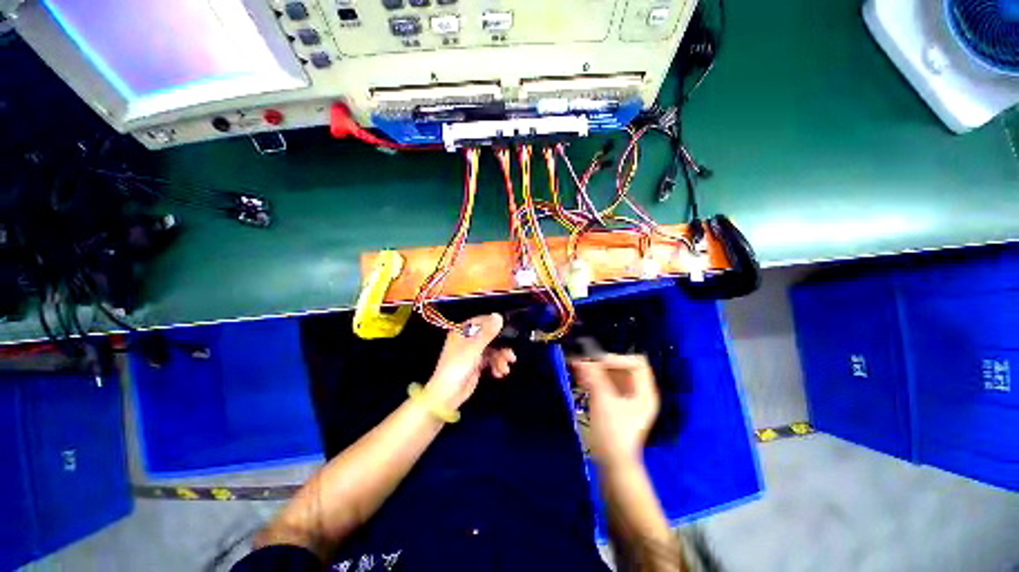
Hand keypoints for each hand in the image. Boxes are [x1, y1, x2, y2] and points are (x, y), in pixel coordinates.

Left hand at [425, 314, 515, 409]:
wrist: (448, 394)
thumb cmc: (458, 366)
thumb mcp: (473, 348)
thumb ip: (487, 332)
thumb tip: (499, 316)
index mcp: (462, 332)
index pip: (480, 321)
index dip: (493, 323)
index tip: (507, 326)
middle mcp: (468, 340)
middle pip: (489, 336)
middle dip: (501, 345)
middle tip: (511, 353)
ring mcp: (473, 353)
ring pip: (492, 349)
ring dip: (500, 358)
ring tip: (505, 368)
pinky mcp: (477, 365)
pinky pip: (491, 360)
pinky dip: (496, 366)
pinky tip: (499, 373)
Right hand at [571, 354, 658, 467]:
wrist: (613, 465)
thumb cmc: (612, 434)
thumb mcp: (603, 402)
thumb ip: (593, 377)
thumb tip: (582, 358)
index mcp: (645, 391)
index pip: (636, 362)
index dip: (617, 359)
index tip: (597, 363)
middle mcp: (640, 393)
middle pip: (624, 368)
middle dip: (603, 364)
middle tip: (584, 364)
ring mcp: (630, 401)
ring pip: (614, 376)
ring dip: (598, 371)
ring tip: (581, 371)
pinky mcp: (618, 406)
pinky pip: (609, 385)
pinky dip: (597, 380)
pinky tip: (583, 381)